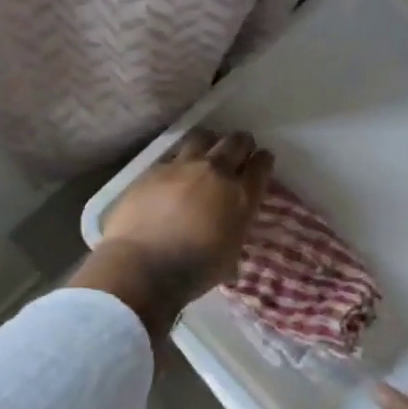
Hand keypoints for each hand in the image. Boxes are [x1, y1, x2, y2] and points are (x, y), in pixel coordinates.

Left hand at [69, 131, 273, 342]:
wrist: (143, 266)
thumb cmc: (193, 271)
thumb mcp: (229, 256)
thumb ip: (234, 231)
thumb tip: (230, 227)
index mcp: (241, 197)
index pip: (261, 166)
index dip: (263, 160)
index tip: (262, 160)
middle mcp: (215, 173)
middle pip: (236, 142)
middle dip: (242, 143)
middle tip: (239, 149)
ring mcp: (182, 167)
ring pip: (203, 137)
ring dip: (209, 142)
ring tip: (206, 151)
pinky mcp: (154, 169)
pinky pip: (172, 155)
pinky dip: (178, 160)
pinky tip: (174, 172)